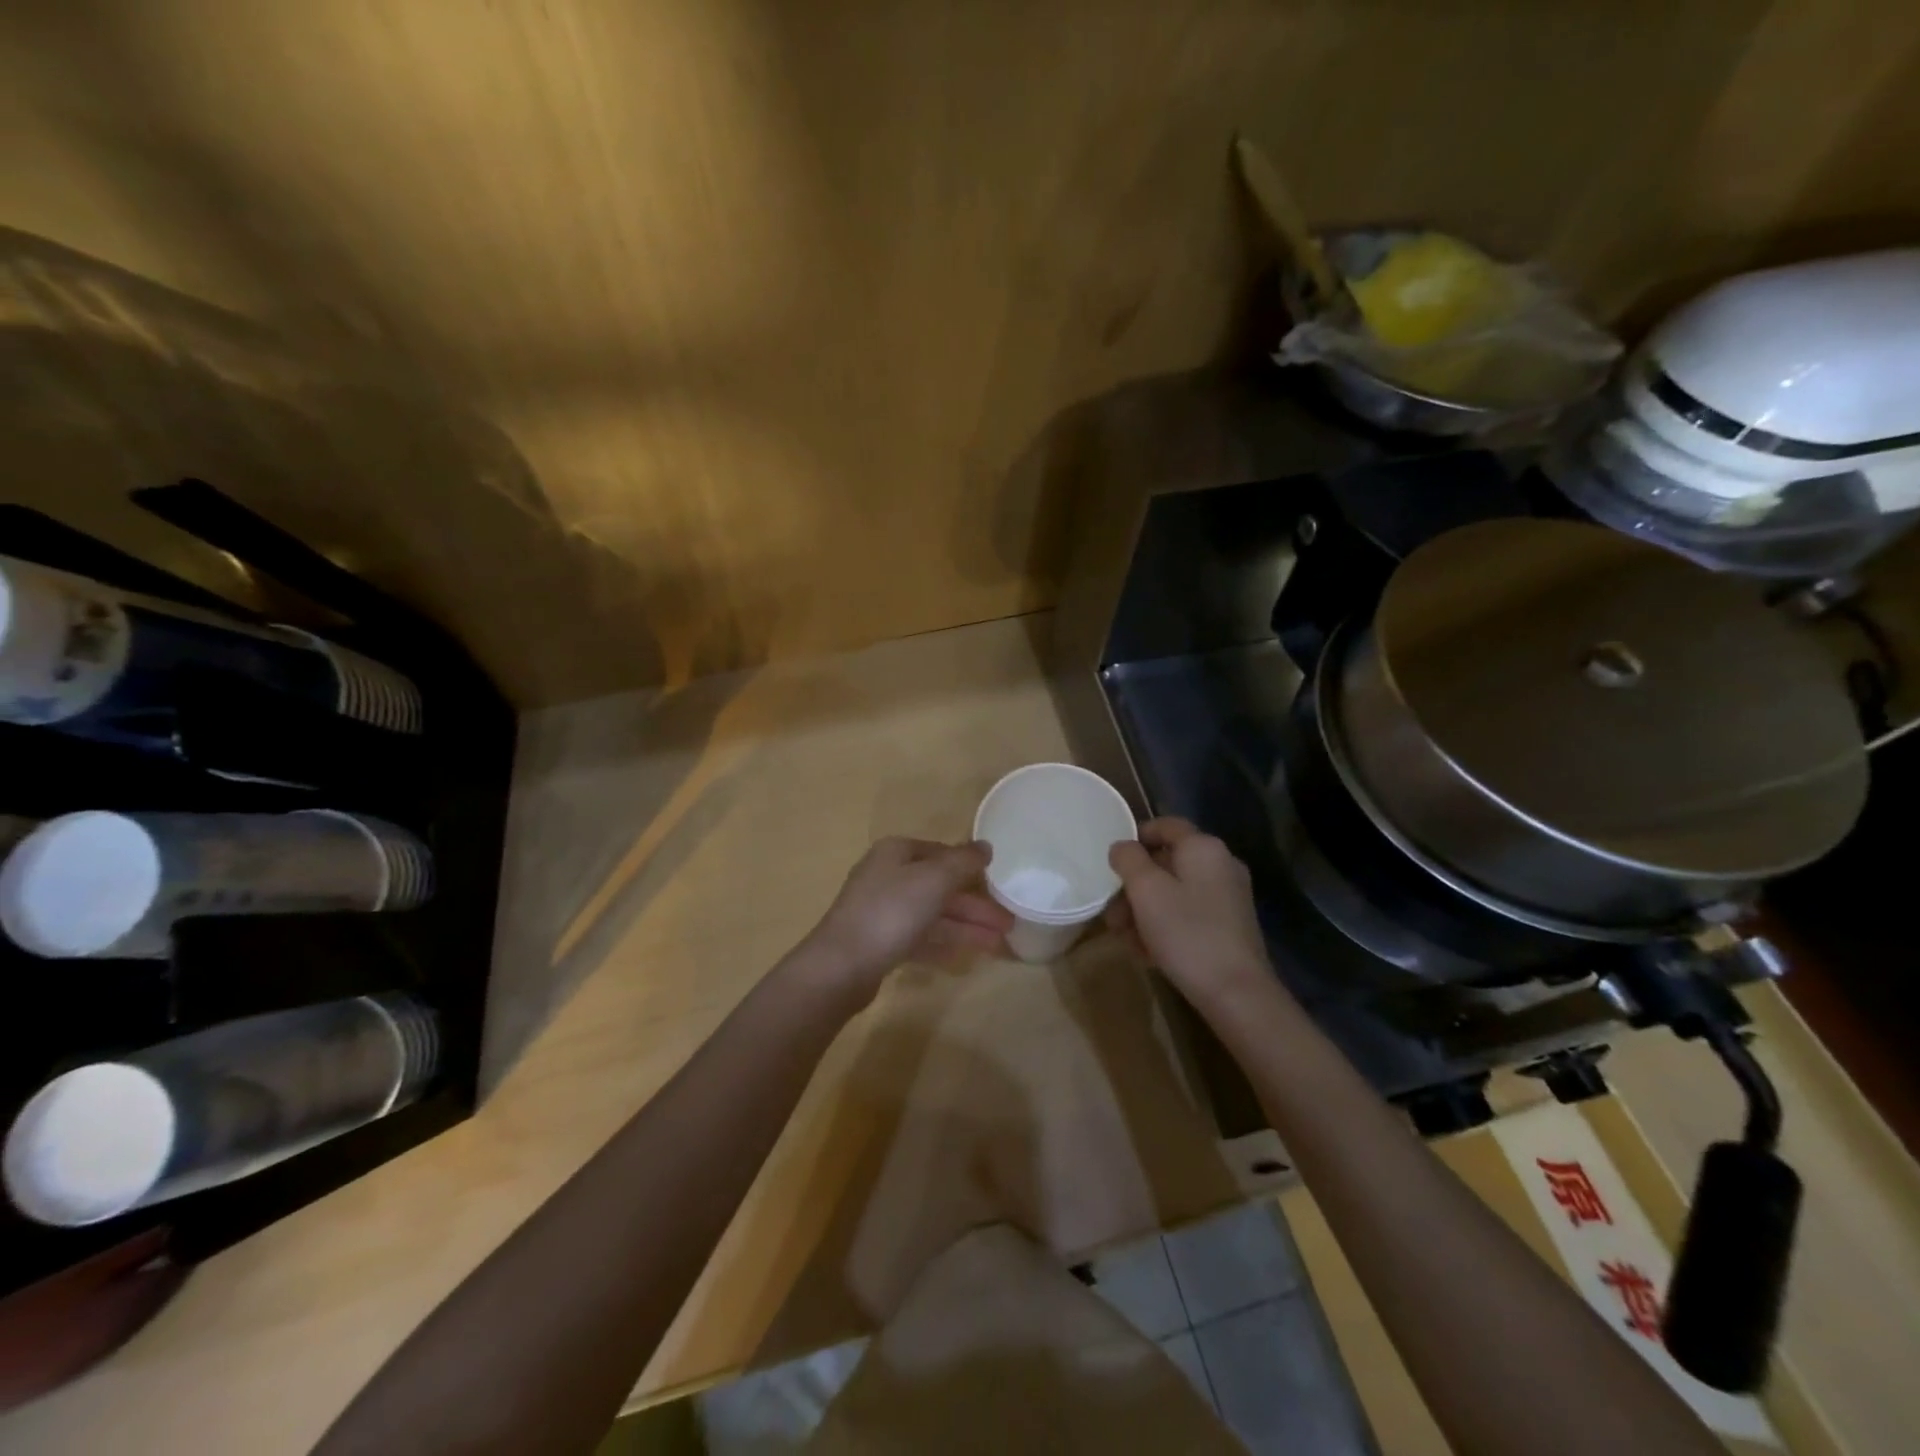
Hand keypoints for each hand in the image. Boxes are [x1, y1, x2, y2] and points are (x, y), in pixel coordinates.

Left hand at [798, 837, 1012, 999]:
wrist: (842, 965)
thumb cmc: (891, 912)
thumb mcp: (934, 880)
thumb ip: (963, 862)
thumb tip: (986, 846)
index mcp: (896, 853)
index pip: (941, 852)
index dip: (970, 867)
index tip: (998, 884)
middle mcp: (887, 876)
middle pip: (939, 887)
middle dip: (975, 905)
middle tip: (1009, 923)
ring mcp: (881, 911)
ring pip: (932, 914)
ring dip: (966, 927)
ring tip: (999, 944)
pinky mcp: (879, 942)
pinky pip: (919, 938)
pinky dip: (942, 944)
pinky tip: (964, 957)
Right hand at [1108, 817, 1270, 1004]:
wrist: (1236, 993)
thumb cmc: (1187, 933)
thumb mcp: (1146, 890)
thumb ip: (1128, 859)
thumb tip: (1123, 847)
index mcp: (1203, 848)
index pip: (1165, 825)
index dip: (1135, 838)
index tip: (1112, 864)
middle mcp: (1221, 865)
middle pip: (1167, 863)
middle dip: (1134, 886)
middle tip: (1113, 914)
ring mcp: (1229, 897)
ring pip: (1175, 892)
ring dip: (1145, 910)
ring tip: (1126, 939)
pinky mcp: (1230, 926)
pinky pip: (1189, 914)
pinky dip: (1166, 926)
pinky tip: (1148, 953)